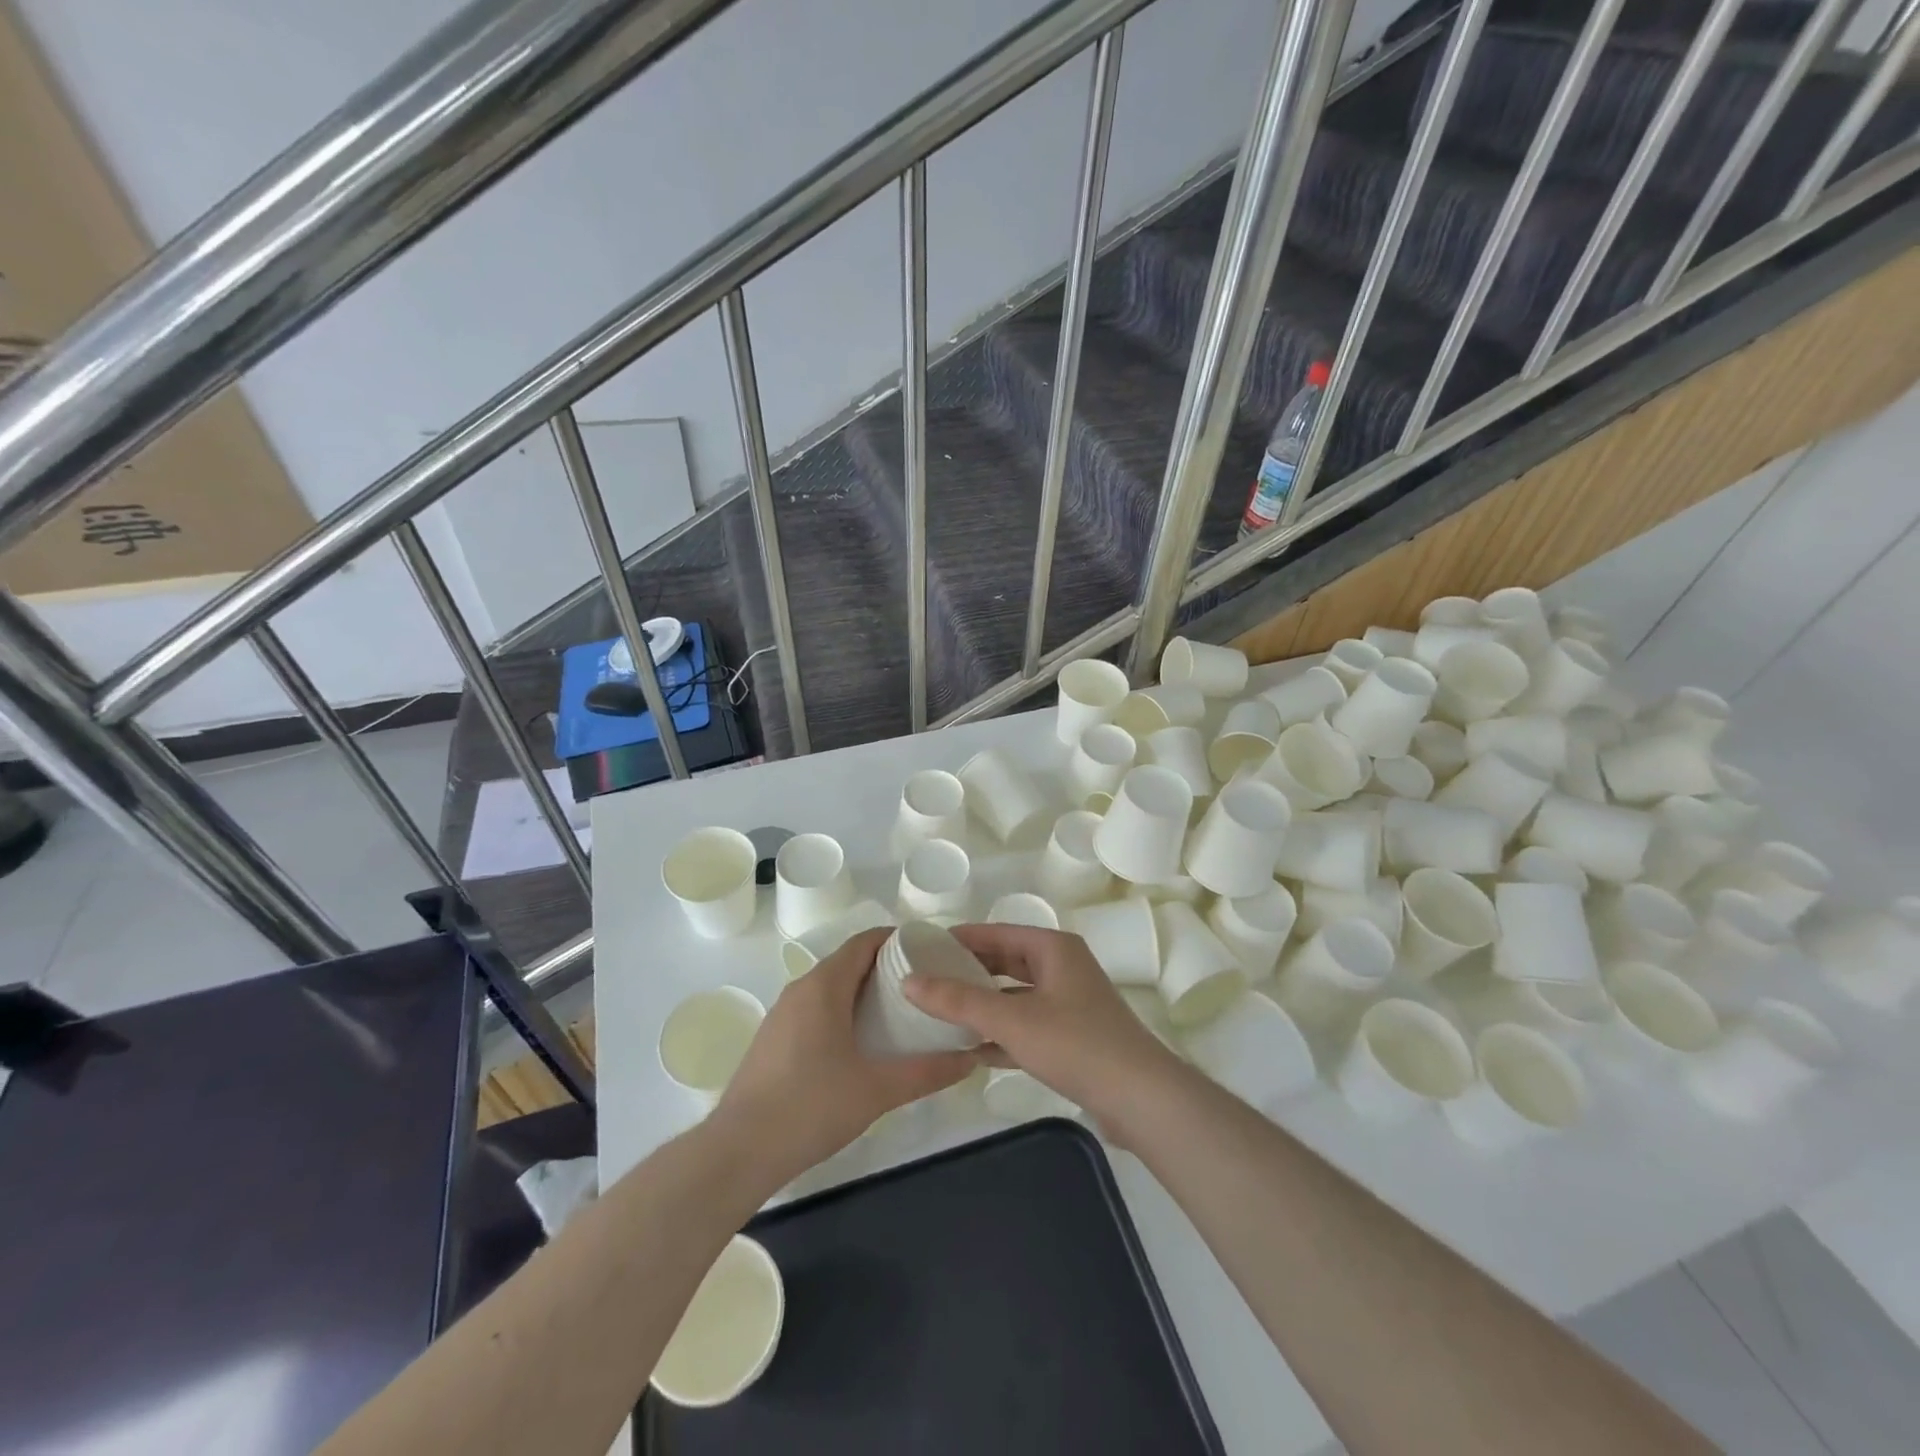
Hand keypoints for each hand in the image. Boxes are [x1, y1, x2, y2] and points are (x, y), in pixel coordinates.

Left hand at [714, 928, 974, 1185]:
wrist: (739, 1151)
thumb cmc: (811, 1107)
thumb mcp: (878, 1089)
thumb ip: (927, 1072)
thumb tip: (970, 1059)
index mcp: (824, 986)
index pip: (864, 941)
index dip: (897, 939)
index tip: (930, 951)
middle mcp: (800, 989)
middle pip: (848, 962)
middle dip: (886, 968)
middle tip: (925, 986)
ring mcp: (782, 1015)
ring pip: (830, 987)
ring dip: (863, 992)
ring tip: (900, 1014)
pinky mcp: (773, 1039)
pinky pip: (815, 1009)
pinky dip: (842, 1011)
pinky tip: (861, 1044)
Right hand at [903, 923, 1185, 1134]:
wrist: (1140, 1098)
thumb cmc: (1075, 1043)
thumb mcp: (1011, 1020)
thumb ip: (959, 1001)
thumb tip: (909, 981)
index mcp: (1053, 948)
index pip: (996, 932)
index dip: (959, 939)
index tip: (923, 947)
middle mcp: (1062, 968)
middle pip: (1005, 962)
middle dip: (968, 972)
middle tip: (926, 980)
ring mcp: (1069, 1003)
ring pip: (1015, 996)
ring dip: (982, 1005)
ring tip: (939, 1012)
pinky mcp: (1072, 1037)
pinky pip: (1026, 1025)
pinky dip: (1000, 1033)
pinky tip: (969, 1050)